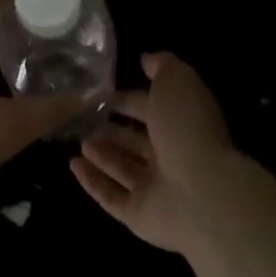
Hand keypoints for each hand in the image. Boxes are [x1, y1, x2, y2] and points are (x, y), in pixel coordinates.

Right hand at [71, 51, 236, 257]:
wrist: (202, 193)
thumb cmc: (187, 127)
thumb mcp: (177, 80)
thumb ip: (162, 66)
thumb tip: (146, 60)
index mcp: (180, 122)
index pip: (150, 107)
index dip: (128, 99)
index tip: (102, 92)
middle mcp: (169, 155)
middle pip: (135, 140)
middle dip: (112, 129)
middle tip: (84, 118)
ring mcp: (154, 188)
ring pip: (122, 167)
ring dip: (101, 154)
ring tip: (78, 140)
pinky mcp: (139, 216)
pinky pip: (111, 196)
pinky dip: (92, 181)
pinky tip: (72, 165)